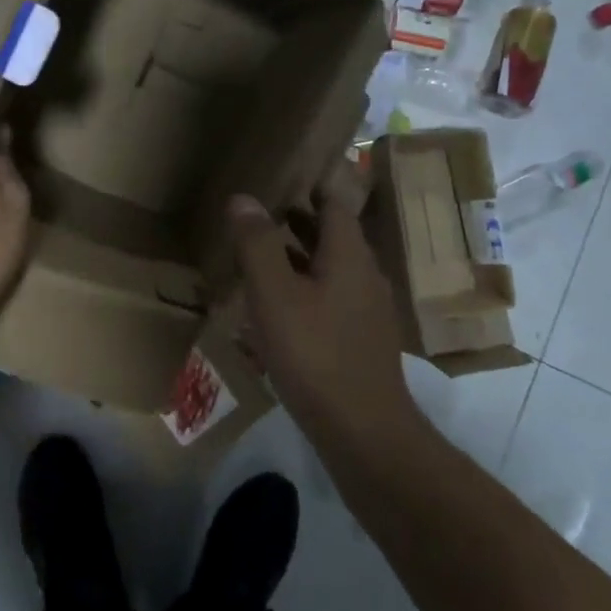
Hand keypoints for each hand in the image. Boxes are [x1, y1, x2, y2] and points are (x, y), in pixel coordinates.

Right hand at [228, 179, 415, 433]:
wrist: (362, 430)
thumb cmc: (314, 353)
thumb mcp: (274, 295)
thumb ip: (258, 244)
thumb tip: (243, 197)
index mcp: (349, 255)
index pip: (333, 203)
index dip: (307, 188)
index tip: (277, 180)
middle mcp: (365, 275)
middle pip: (332, 236)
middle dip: (297, 222)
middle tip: (257, 215)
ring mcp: (367, 310)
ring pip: (330, 270)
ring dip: (299, 259)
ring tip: (259, 258)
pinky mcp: (361, 340)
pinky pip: (331, 300)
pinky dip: (305, 291)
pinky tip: (277, 310)